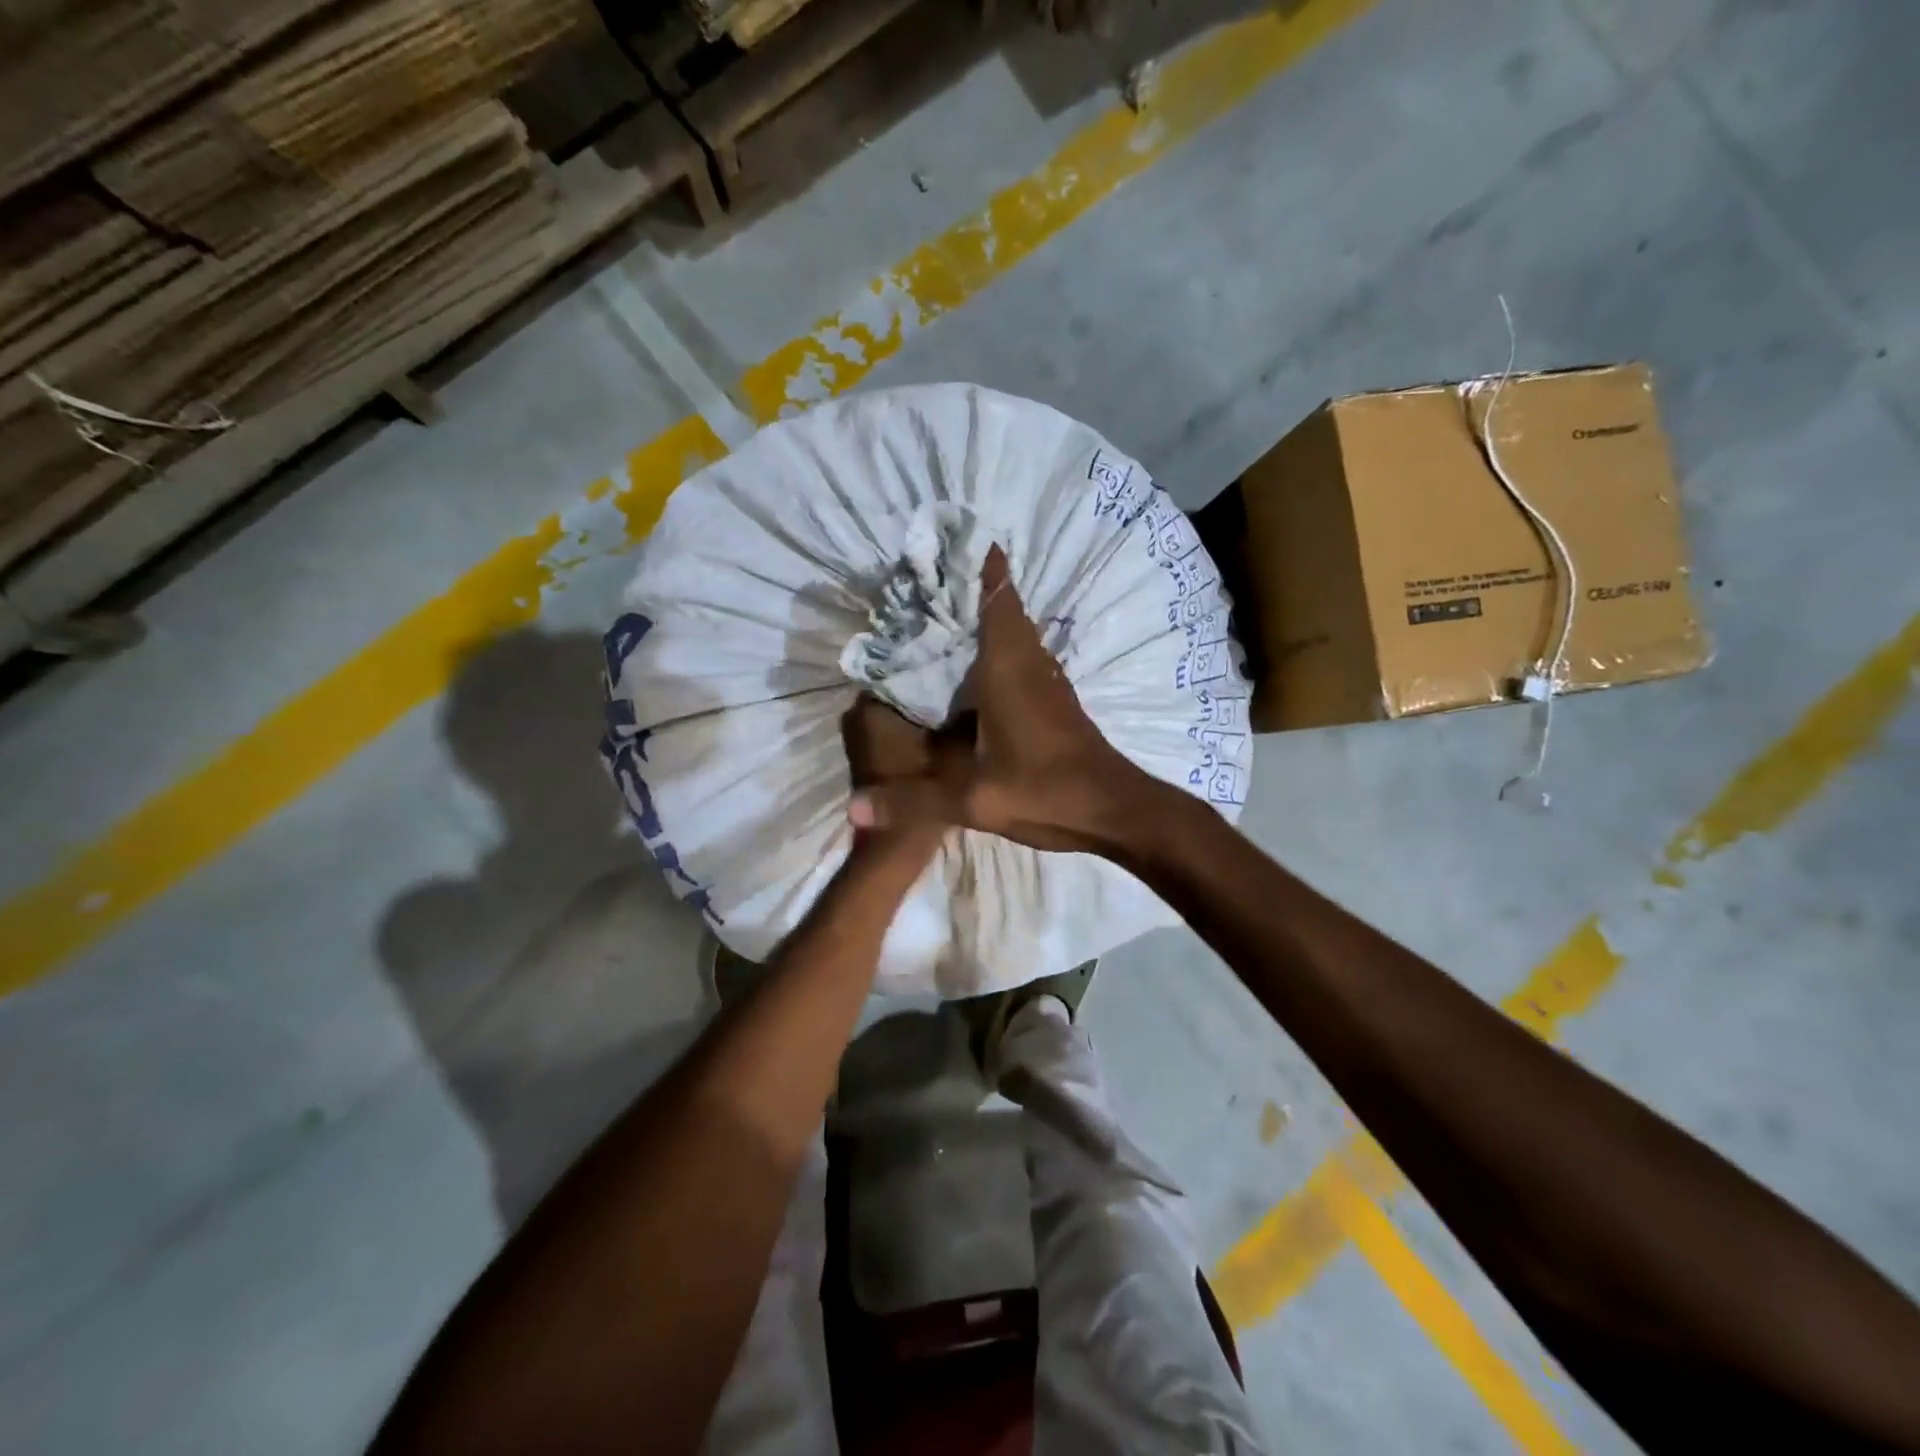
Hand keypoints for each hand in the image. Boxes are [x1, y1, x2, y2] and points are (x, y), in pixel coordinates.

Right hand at [846, 545, 1160, 853]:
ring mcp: (1047, 682)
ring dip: (989, 617)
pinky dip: (1000, 648)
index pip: (998, 600)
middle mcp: (1030, 664)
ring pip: (1016, 634)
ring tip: (945, 613)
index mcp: (1009, 669)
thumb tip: (851, 807)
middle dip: (975, 588)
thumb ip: (912, 802)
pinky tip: (975, 668)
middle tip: (932, 576)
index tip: (957, 537)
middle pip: (1005, 610)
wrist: (1111, 811)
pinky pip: (1023, 658)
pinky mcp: (1055, 702)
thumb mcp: (972, 799)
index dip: (982, 566)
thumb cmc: (1044, 791)